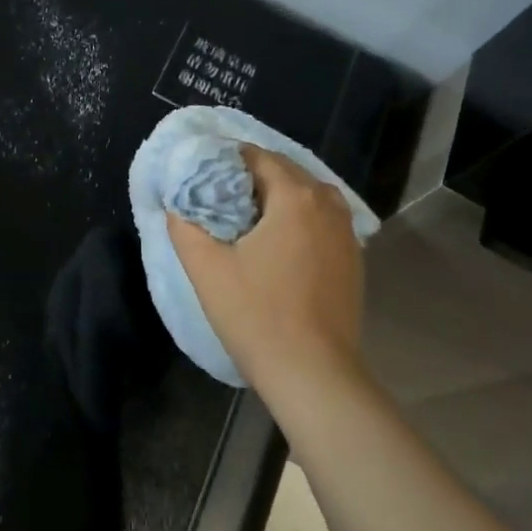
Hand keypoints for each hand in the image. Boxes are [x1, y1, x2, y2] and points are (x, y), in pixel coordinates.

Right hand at [167, 147, 366, 397]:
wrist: (313, 373)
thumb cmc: (256, 315)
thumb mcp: (206, 267)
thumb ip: (185, 225)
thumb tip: (178, 203)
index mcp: (295, 197)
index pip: (256, 157)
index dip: (224, 162)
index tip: (201, 181)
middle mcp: (328, 204)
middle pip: (284, 172)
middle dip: (249, 179)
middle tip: (217, 201)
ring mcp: (347, 232)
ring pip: (305, 196)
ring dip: (275, 199)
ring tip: (244, 222)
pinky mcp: (353, 257)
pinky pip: (320, 220)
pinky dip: (297, 220)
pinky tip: (275, 246)